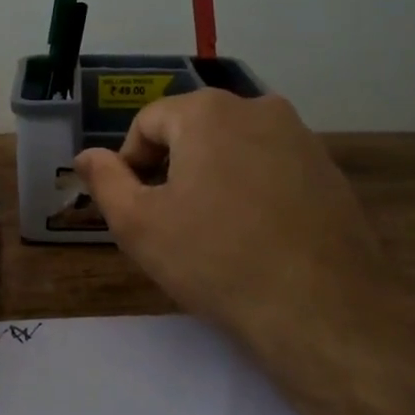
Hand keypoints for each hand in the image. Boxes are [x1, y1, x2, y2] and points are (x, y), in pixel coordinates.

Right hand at [75, 91, 404, 353]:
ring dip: (212, 179)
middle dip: (172, 169)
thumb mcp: (139, 225)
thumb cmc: (215, 259)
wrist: (320, 307)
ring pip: (234, 149)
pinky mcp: (329, 170)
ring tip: (211, 231)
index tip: (133, 207)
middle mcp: (259, 107)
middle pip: (193, 130)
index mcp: (208, 111)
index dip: (129, 163)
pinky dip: (251, 190)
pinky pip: (271, 168)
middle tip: (168, 222)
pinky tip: (253, 235)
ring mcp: (301, 137)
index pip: (148, 123)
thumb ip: (105, 181)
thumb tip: (86, 156)